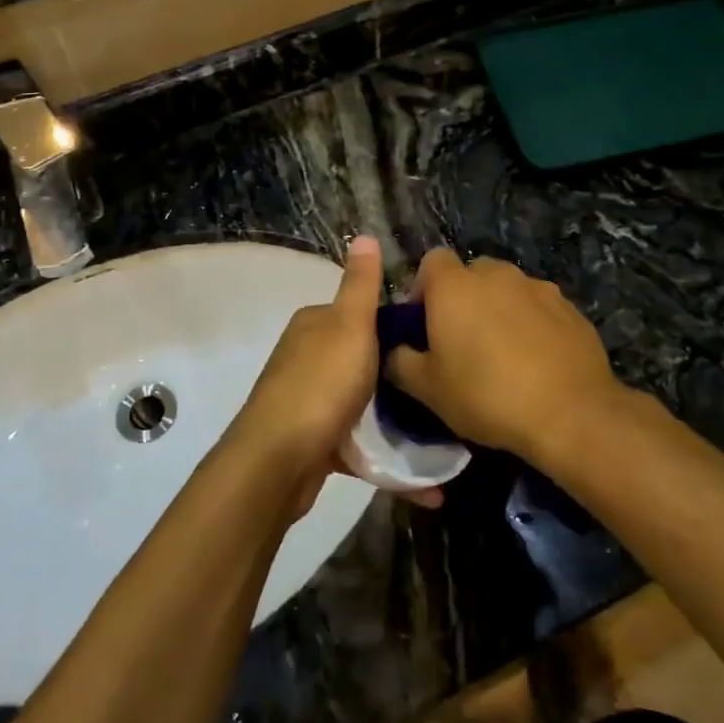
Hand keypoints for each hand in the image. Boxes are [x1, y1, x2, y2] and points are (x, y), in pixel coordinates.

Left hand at [229, 236, 440, 515]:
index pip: (361, 315)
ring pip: (363, 407)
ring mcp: (309, 402)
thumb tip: (364, 235)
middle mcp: (307, 358)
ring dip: (399, 426)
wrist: (278, 461)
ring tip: (445, 440)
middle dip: (401, 380)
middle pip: (364, 361)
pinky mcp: (314, 443)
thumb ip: (360, 285)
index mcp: (315, 325)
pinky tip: (428, 487)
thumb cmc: (321, 385)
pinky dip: (388, 461)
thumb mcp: (350, 326)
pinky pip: (359, 447)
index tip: (436, 344)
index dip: (398, 327)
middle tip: (444, 393)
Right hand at [388, 250, 626, 461]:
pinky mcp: (570, 308)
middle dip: (464, 298)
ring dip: (499, 310)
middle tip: (462, 340)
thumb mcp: (427, 389)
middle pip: (471, 273)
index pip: (431, 261)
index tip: (425, 323)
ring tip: (503, 352)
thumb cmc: (487, 395)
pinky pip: (539, 307)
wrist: (571, 413)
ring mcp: (537, 287)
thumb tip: (394, 351)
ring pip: (507, 289)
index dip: (424, 288)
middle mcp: (496, 275)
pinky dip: (532, 324)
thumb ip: (400, 362)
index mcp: (454, 286)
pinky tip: (536, 361)